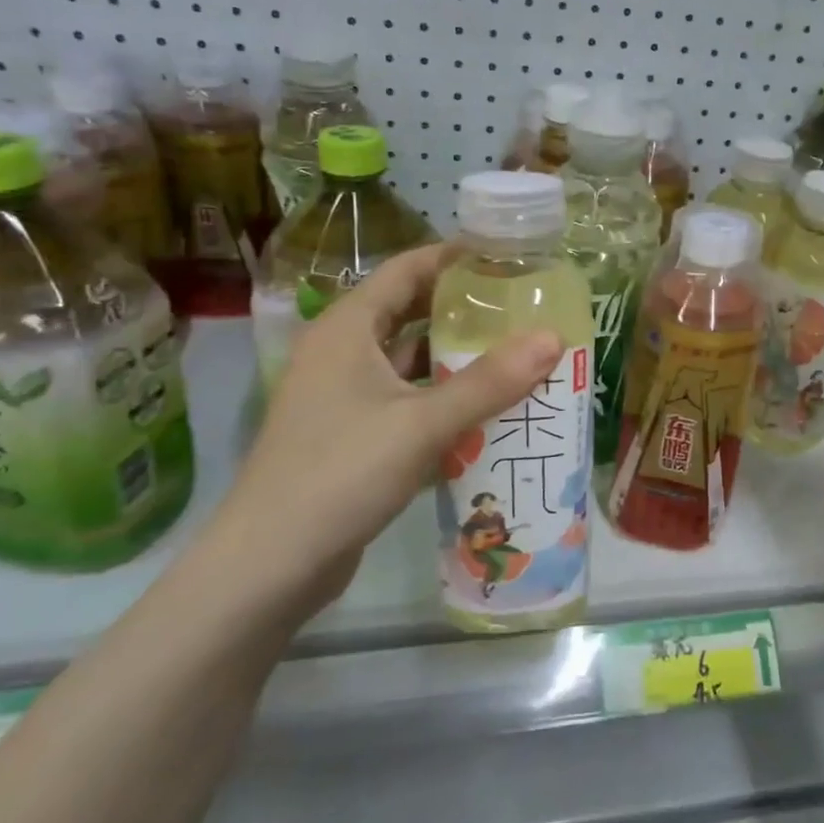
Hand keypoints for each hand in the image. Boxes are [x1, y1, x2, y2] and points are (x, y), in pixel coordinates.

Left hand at [199, 243, 564, 627]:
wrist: (270, 565)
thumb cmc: (340, 473)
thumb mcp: (421, 423)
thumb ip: (489, 382)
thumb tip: (553, 338)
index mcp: (348, 328)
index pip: (408, 269)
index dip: (456, 258)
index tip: (510, 257)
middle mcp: (343, 352)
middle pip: (411, 312)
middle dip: (465, 309)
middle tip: (523, 307)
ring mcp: (345, 396)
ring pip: (411, 361)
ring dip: (458, 357)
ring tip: (518, 353)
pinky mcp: (353, 434)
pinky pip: (408, 400)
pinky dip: (444, 398)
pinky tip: (487, 410)